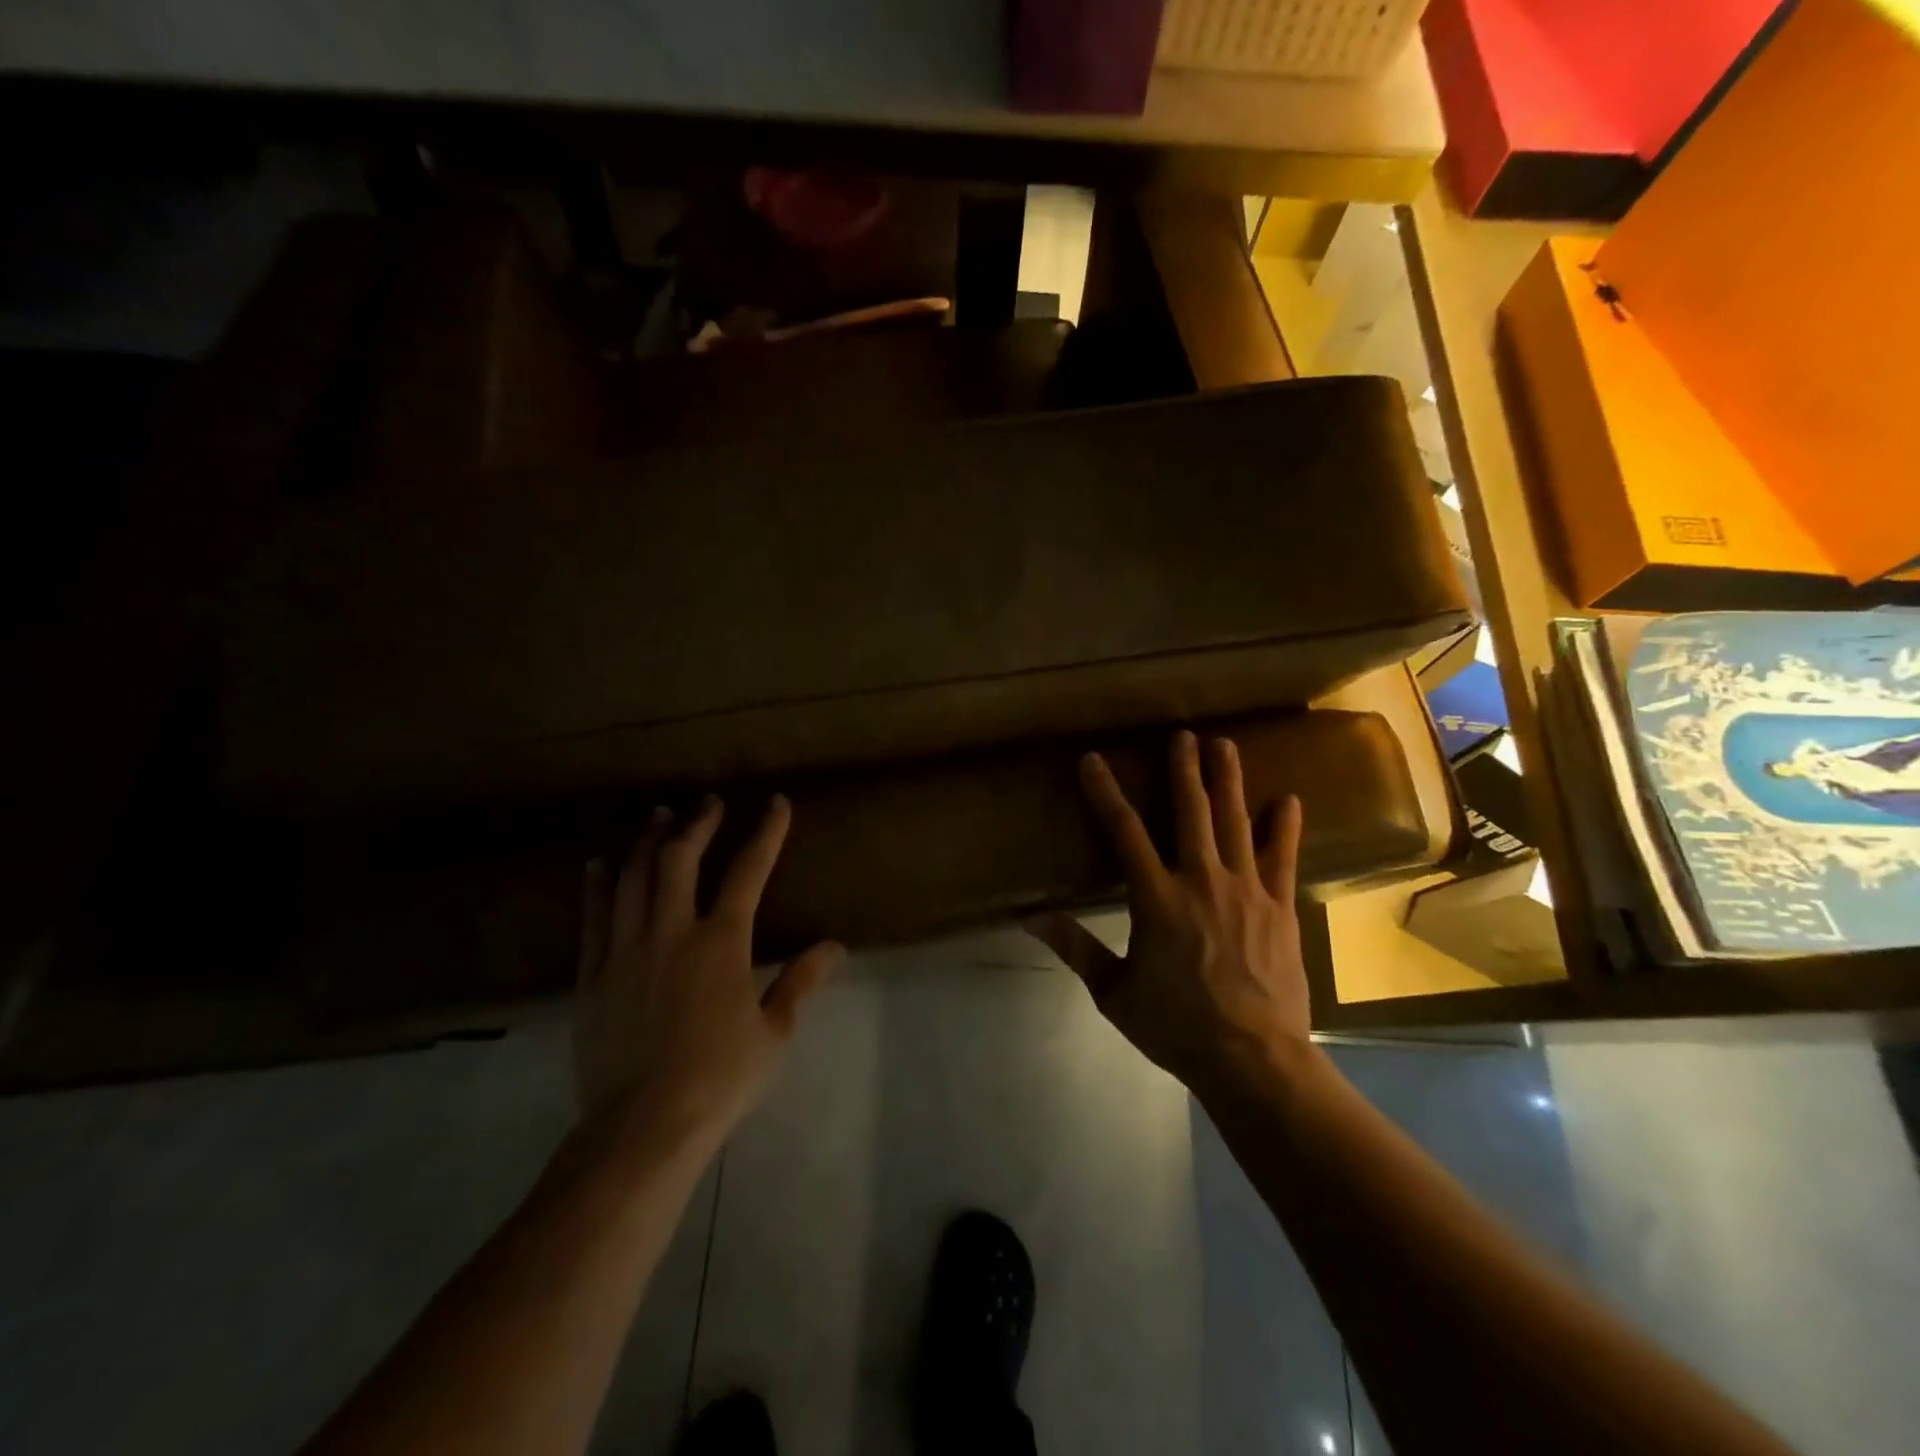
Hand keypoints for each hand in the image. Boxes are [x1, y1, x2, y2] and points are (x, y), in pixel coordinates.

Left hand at [574, 795, 842, 1148]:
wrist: (642, 1126)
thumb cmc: (720, 1078)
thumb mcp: (774, 1032)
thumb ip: (801, 981)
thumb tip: (835, 946)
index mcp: (722, 942)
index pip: (748, 871)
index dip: (765, 832)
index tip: (775, 802)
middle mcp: (672, 931)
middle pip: (681, 859)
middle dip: (698, 823)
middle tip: (709, 802)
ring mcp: (626, 949)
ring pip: (634, 877)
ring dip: (649, 841)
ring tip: (659, 816)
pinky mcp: (593, 974)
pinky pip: (593, 917)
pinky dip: (598, 884)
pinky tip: (600, 863)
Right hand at [1027, 730, 1311, 1090]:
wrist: (1254, 1061)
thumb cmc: (1176, 1027)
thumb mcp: (1114, 993)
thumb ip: (1076, 948)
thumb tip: (1031, 918)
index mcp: (1156, 898)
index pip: (1123, 831)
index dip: (1105, 792)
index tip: (1093, 760)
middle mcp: (1201, 880)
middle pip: (1190, 811)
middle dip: (1183, 769)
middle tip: (1183, 734)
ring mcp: (1246, 890)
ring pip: (1236, 822)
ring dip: (1228, 780)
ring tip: (1225, 744)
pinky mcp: (1279, 907)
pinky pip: (1282, 857)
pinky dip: (1285, 827)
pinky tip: (1287, 800)